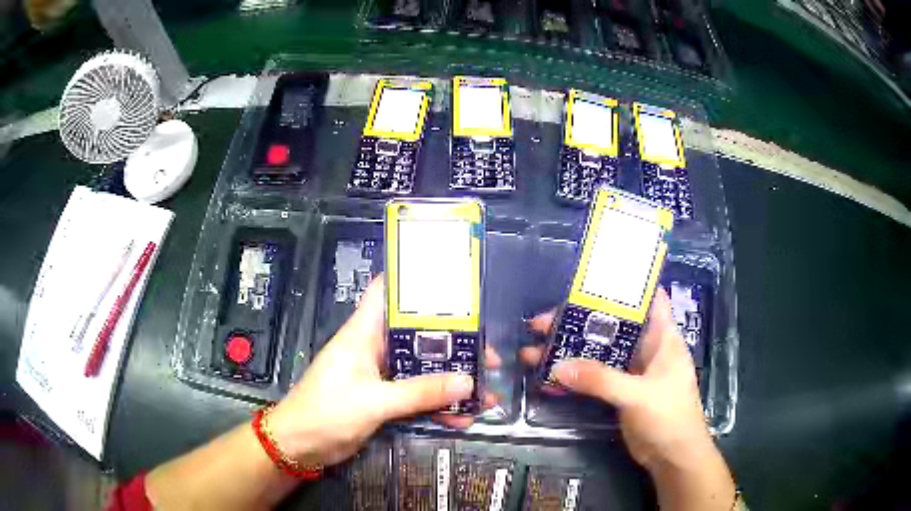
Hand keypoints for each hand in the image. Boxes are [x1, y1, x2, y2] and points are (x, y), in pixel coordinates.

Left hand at [267, 277, 500, 467]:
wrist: (300, 446)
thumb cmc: (327, 412)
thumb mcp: (375, 401)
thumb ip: (420, 393)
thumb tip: (467, 382)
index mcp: (363, 332)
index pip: (387, 291)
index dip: (417, 282)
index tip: (455, 284)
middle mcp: (373, 348)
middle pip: (417, 335)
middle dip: (453, 343)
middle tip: (487, 353)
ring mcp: (379, 375)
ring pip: (421, 369)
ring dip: (450, 379)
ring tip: (485, 391)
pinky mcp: (382, 399)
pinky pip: (416, 395)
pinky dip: (436, 404)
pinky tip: (461, 417)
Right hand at [520, 289, 711, 470]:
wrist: (672, 457)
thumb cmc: (669, 416)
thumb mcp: (638, 395)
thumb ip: (601, 380)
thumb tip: (558, 367)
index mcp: (662, 337)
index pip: (646, 298)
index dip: (622, 285)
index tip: (588, 279)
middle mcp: (646, 348)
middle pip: (611, 325)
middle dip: (579, 321)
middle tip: (541, 323)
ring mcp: (632, 371)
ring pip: (598, 352)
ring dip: (571, 350)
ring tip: (534, 350)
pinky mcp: (620, 391)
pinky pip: (594, 377)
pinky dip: (574, 376)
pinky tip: (549, 379)